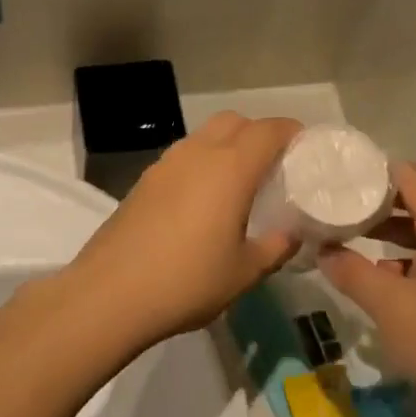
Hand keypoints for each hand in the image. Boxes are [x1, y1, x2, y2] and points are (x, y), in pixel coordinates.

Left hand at [66, 113, 301, 350]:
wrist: (109, 294)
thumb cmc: (187, 281)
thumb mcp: (244, 272)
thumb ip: (275, 248)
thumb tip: (291, 235)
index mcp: (229, 168)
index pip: (268, 130)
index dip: (291, 132)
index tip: (306, 150)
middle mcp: (196, 154)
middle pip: (234, 122)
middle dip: (258, 134)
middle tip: (273, 167)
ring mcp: (164, 165)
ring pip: (204, 137)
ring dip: (226, 147)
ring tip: (239, 185)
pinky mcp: (143, 182)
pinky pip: (182, 158)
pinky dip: (201, 165)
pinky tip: (203, 203)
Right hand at [318, 164, 415, 416]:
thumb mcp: (388, 306)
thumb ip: (351, 272)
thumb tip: (323, 251)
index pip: (413, 179)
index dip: (376, 172)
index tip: (340, 175)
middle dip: (378, 205)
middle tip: (337, 206)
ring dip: (391, 235)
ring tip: (350, 238)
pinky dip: (408, 259)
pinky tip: (382, 279)